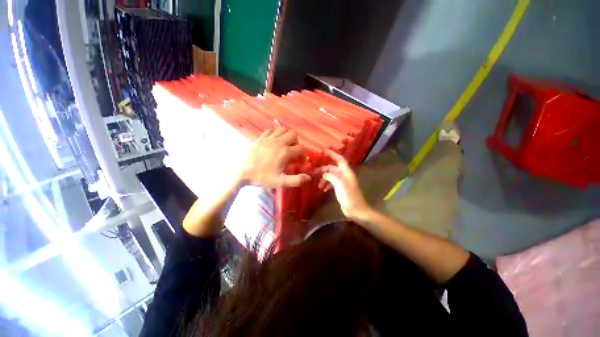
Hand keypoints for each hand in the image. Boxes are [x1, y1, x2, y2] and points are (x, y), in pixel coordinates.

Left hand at [241, 127, 310, 187]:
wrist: (242, 172)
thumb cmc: (262, 177)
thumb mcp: (280, 182)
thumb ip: (296, 180)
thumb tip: (308, 177)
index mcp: (285, 152)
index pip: (301, 149)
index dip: (303, 155)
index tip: (299, 161)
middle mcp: (279, 142)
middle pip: (294, 135)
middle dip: (296, 142)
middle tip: (292, 151)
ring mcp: (269, 138)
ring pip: (283, 129)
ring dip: (287, 136)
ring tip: (284, 144)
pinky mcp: (261, 137)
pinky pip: (271, 130)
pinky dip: (275, 134)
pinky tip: (274, 141)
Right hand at [318, 149, 372, 220]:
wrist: (356, 210)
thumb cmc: (349, 196)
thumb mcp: (339, 184)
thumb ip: (331, 176)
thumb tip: (324, 174)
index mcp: (346, 172)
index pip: (340, 159)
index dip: (332, 154)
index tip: (324, 151)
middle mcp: (344, 175)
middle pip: (333, 168)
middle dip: (323, 170)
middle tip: (314, 172)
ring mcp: (342, 182)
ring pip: (331, 176)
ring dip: (324, 178)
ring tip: (318, 185)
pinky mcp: (340, 189)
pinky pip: (332, 183)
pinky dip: (326, 184)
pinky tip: (322, 189)